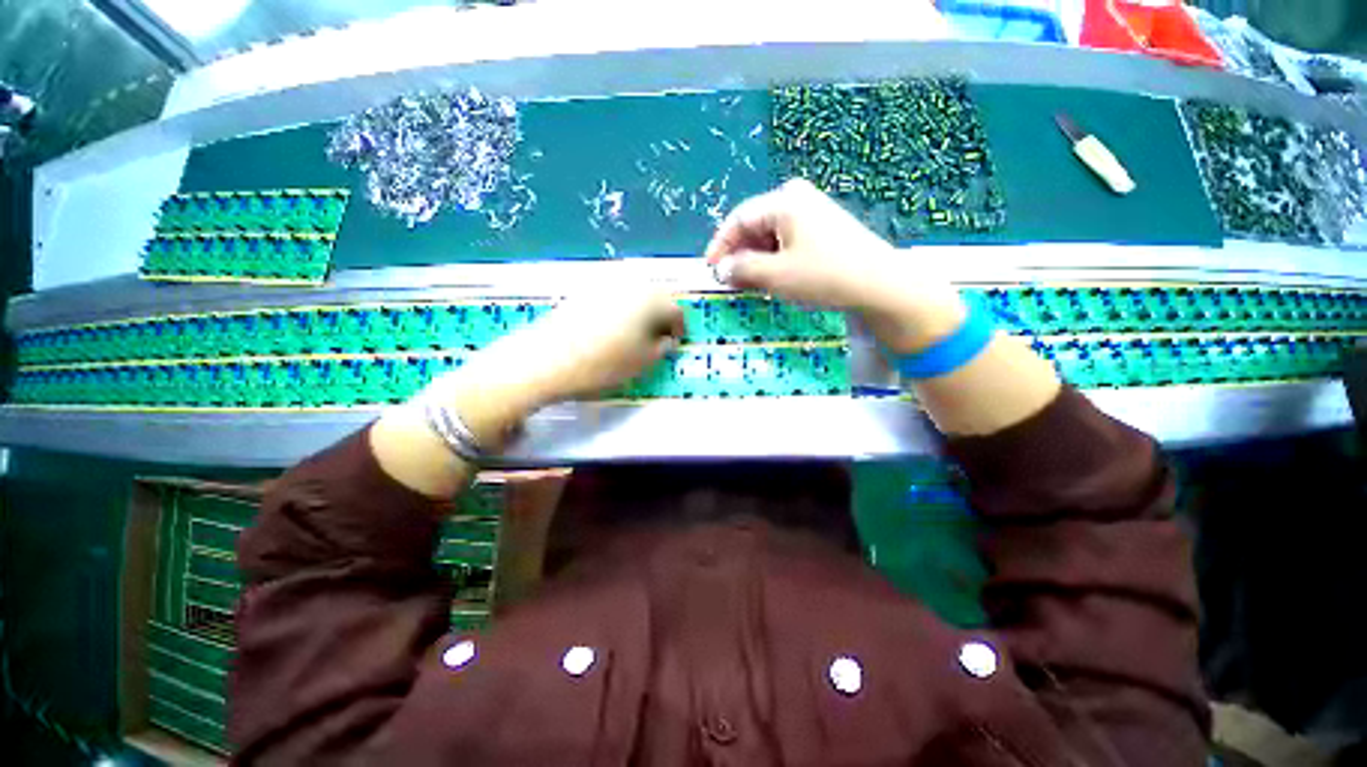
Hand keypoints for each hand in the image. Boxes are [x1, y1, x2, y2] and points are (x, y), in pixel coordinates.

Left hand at [492, 290, 685, 402]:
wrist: (546, 360)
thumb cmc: (602, 363)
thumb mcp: (643, 362)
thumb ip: (662, 348)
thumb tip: (665, 341)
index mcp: (649, 300)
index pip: (676, 309)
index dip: (680, 328)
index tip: (676, 342)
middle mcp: (629, 285)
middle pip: (656, 297)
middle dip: (661, 317)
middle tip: (659, 338)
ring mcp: (604, 285)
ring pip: (634, 295)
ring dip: (642, 312)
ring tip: (636, 335)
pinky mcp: (584, 292)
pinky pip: (614, 297)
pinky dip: (621, 310)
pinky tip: (612, 329)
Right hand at [705, 178, 895, 310]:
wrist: (878, 285)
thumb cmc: (822, 276)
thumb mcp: (775, 275)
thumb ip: (742, 269)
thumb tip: (721, 269)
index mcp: (784, 201)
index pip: (739, 219)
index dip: (720, 245)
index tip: (710, 269)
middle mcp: (798, 198)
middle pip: (755, 225)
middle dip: (739, 254)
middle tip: (729, 280)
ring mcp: (814, 211)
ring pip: (771, 235)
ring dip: (757, 259)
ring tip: (749, 283)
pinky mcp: (825, 228)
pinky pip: (788, 240)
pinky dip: (775, 259)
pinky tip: (773, 278)